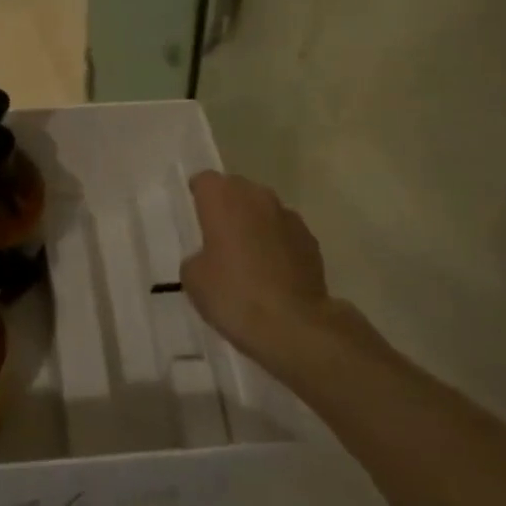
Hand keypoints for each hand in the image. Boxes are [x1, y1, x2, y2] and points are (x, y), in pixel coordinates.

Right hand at [182, 171, 341, 378]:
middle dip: (227, 208)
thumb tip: (208, 258)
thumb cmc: (233, 294)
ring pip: (263, 210)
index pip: (204, 180)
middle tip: (217, 238)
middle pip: (236, 190)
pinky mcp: (311, 241)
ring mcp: (288, 216)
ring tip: (247, 258)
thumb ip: (196, 257)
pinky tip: (272, 274)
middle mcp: (256, 197)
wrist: (294, 325)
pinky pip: (284, 233)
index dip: (198, 196)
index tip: (195, 217)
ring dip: (254, 225)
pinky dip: (277, 245)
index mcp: (222, 198)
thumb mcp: (193, 279)